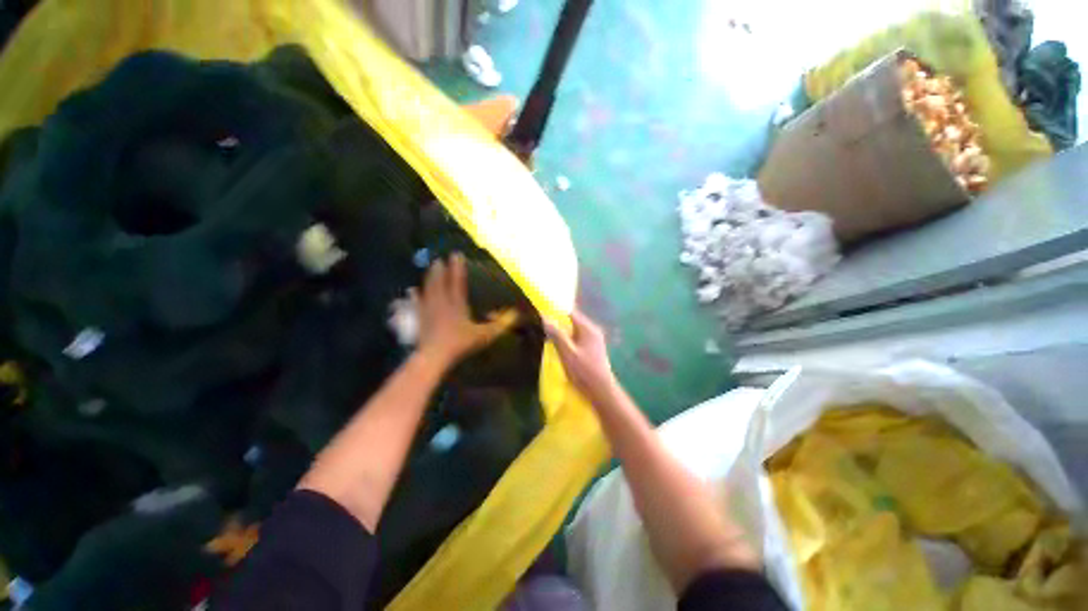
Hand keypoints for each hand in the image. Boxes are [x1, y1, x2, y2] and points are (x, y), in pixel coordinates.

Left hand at [416, 253, 516, 367]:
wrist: (434, 355)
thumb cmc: (460, 344)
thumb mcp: (484, 335)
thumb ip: (499, 325)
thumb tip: (515, 315)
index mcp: (457, 304)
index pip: (457, 281)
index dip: (457, 268)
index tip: (456, 255)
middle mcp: (442, 302)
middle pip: (440, 282)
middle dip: (441, 269)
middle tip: (440, 259)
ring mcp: (429, 309)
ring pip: (429, 289)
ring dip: (429, 277)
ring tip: (431, 268)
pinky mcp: (420, 318)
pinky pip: (417, 303)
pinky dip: (415, 296)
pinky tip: (412, 290)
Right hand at [543, 310, 617, 403]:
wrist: (601, 391)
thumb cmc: (584, 371)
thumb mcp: (567, 352)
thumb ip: (556, 334)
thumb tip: (545, 317)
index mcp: (588, 328)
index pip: (571, 313)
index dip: (556, 312)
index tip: (542, 313)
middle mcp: (593, 331)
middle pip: (573, 321)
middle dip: (559, 323)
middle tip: (543, 326)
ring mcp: (595, 340)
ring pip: (575, 331)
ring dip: (563, 332)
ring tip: (548, 336)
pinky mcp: (593, 350)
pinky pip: (578, 339)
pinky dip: (569, 340)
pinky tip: (560, 347)